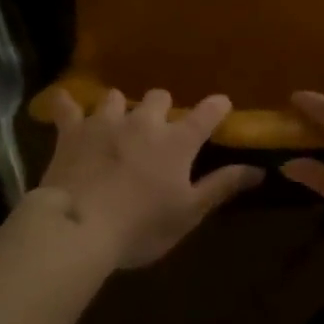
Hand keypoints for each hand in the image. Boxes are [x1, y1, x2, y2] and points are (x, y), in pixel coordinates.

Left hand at [36, 88, 259, 268]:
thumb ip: (222, 186)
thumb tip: (259, 169)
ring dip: (120, 107)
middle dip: (162, 107)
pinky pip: (68, 106)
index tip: (222, 104)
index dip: (216, 107)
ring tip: (117, 122)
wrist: (80, 227)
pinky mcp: (73, 130)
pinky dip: (68, 105)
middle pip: (159, 97)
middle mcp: (143, 122)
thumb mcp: (188, 213)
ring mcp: (105, 122)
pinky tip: (65, 103)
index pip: (206, 114)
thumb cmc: (141, 226)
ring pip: (116, 97)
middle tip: (160, 127)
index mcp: (176, 142)